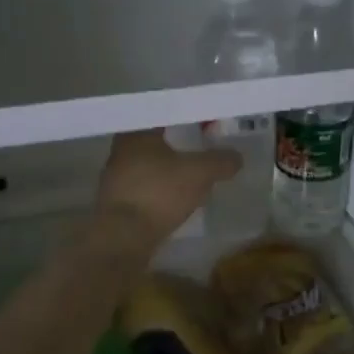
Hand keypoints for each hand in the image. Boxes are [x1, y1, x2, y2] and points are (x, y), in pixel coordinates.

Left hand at [95, 129, 241, 247]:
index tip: (202, 122)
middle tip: (200, 145)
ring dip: (168, 168)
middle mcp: (121, 151)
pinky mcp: (117, 204)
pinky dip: (161, 188)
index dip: (184, 118)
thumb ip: (220, 161)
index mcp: (136, 133)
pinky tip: (177, 196)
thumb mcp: (200, 173)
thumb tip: (237, 157)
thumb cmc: (159, 192)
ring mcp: (116, 179)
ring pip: (148, 165)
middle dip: (176, 143)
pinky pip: (145, 188)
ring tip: (192, 173)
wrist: (124, 237)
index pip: (162, 115)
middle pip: (154, 140)